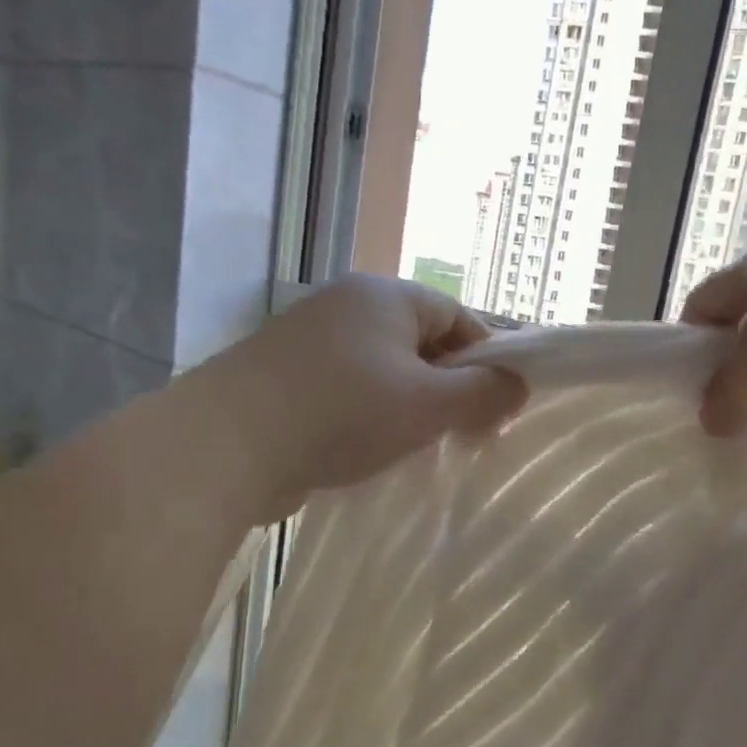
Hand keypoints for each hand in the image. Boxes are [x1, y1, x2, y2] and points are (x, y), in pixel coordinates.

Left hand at [219, 275, 526, 519]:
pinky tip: (370, 450)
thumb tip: (519, 386)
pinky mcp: (285, 377)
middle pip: (421, 343)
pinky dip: (369, 416)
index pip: (458, 316)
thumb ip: (484, 394)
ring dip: (410, 407)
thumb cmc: (343, 413)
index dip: (487, 360)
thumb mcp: (428, 405)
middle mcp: (346, 305)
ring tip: (418, 448)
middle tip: (462, 435)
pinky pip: (348, 390)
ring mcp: (310, 340)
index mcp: (385, 295)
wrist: (227, 445)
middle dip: (449, 388)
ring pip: (384, 370)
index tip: (498, 408)